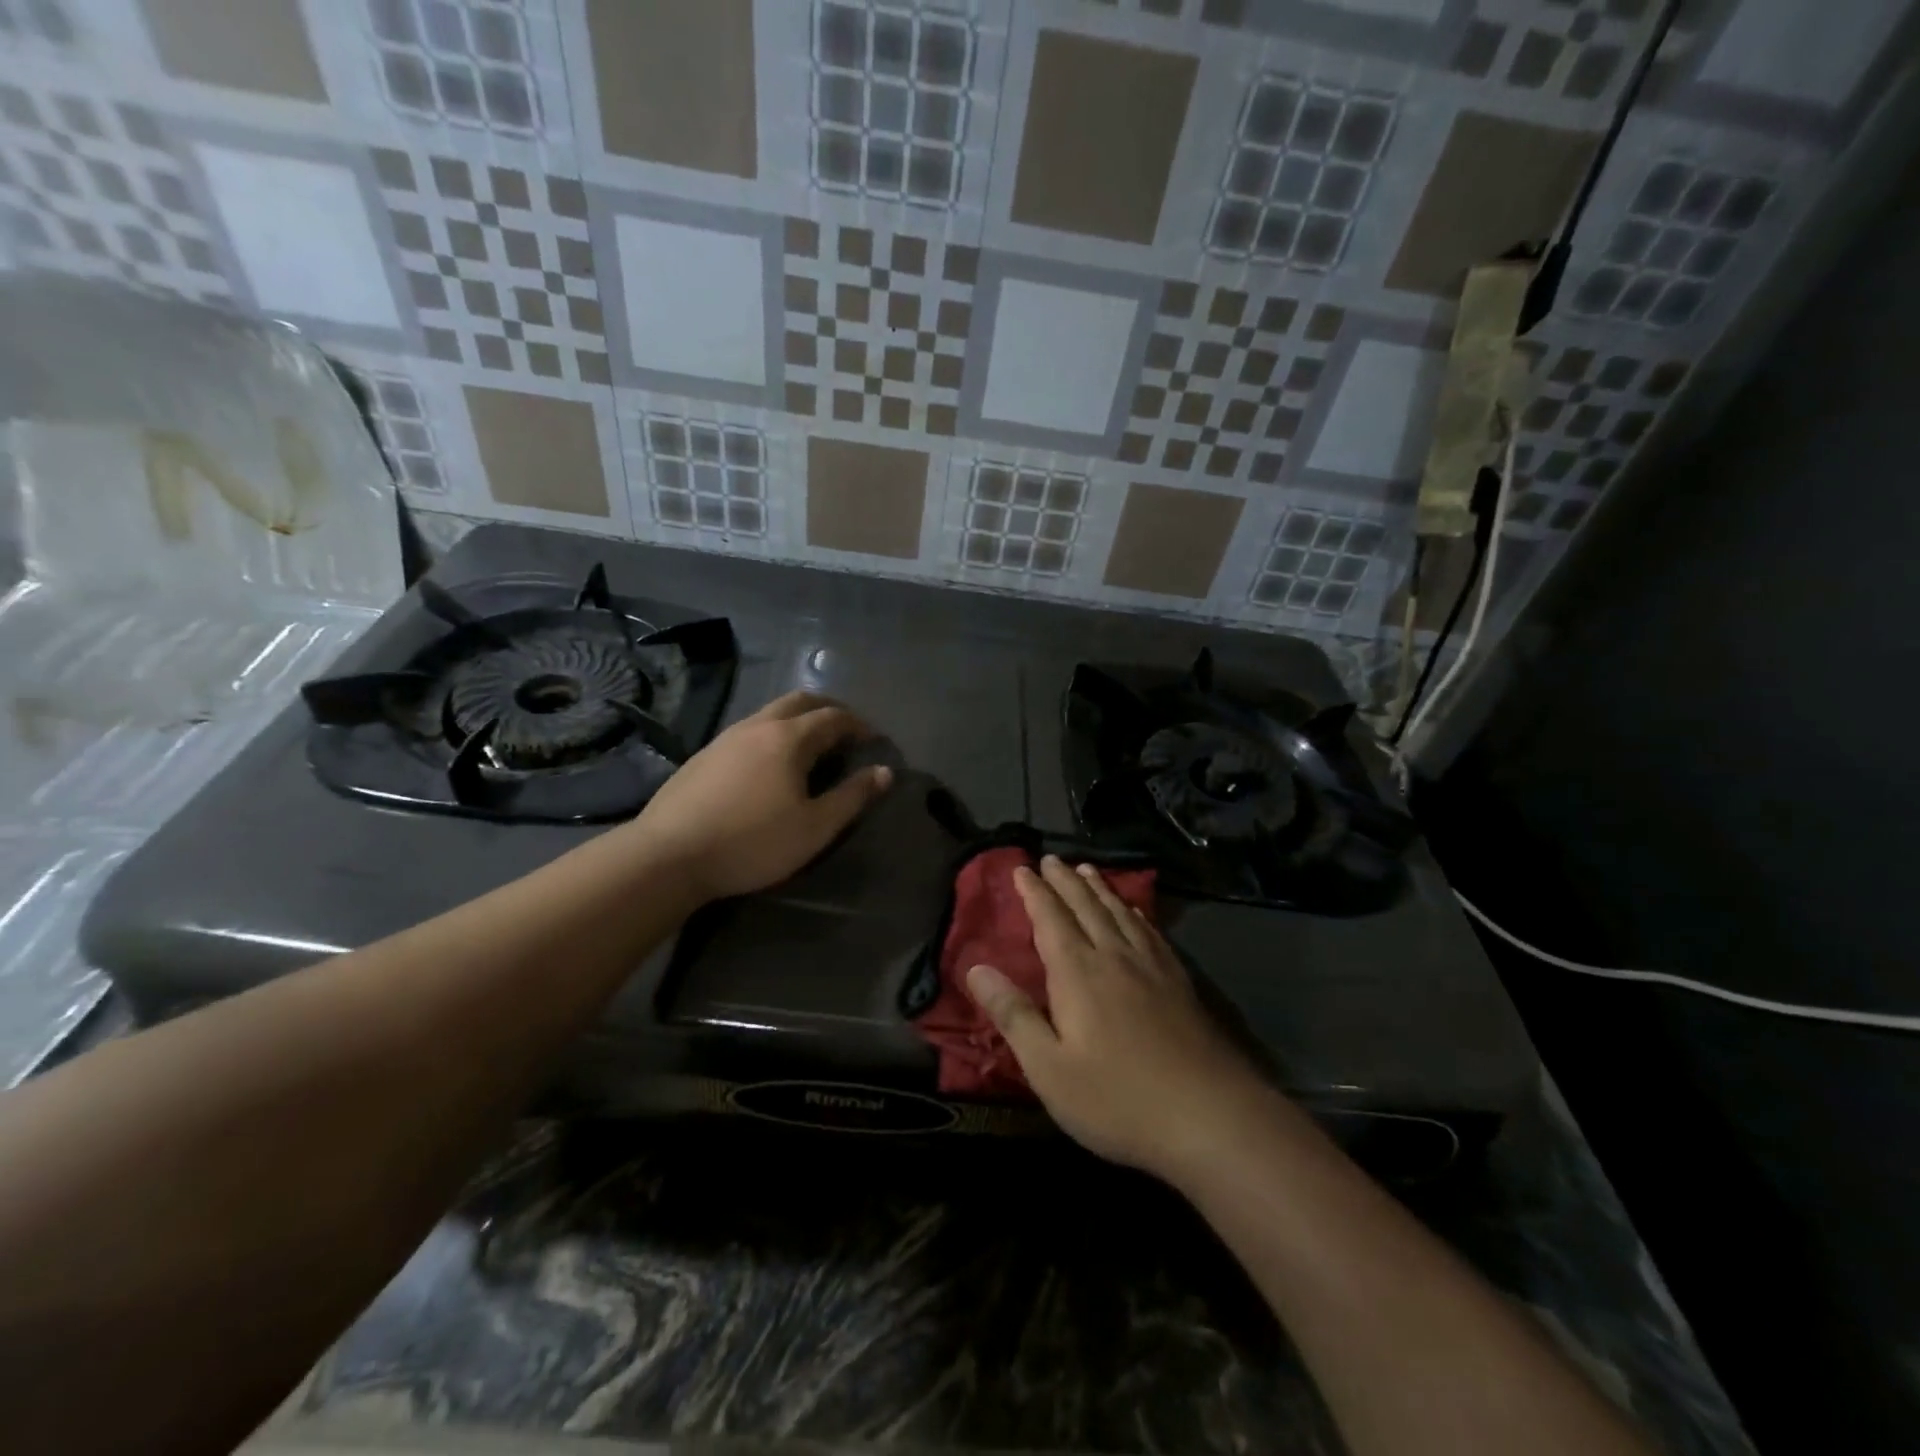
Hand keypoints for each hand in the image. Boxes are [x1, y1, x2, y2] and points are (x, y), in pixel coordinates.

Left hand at [628, 691, 891, 901]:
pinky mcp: (705, 754)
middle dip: (830, 709)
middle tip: (847, 732)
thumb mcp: (815, 827)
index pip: (834, 717)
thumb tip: (884, 772)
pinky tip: (770, 764)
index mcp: (790, 738)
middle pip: (801, 701)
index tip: (875, 740)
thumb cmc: (752, 842)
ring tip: (812, 746)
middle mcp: (758, 725)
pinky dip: (773, 733)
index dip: (860, 725)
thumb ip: (853, 797)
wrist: (668, 856)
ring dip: (799, 719)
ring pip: (771, 712)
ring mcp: (726, 737)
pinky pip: (750, 729)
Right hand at [967, 856, 1277, 1184]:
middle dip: (1065, 882)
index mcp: (1078, 973)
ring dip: (1100, 889)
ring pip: (1120, 913)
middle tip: (1050, 859)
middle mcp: (1114, 957)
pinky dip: (1136, 914)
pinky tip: (1136, 912)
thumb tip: (976, 968)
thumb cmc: (1117, 1098)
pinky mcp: (1179, 983)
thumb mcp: (1049, 1068)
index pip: (1051, 919)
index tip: (1022, 868)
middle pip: (1086, 907)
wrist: (1209, 1116)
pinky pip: (1151, 933)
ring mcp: (1152, 967)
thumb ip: (1013, 1015)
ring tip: (1087, 870)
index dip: (1034, 893)